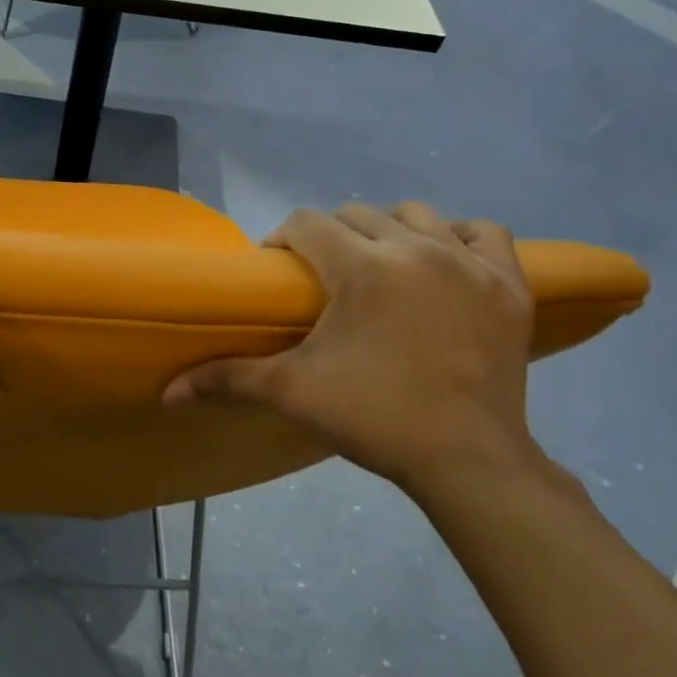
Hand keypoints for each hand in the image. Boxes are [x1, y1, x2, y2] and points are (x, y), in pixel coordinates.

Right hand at [165, 202, 542, 498]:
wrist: (469, 461)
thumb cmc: (375, 419)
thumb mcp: (294, 394)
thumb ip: (228, 379)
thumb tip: (167, 392)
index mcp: (363, 268)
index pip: (307, 223)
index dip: (283, 240)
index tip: (279, 270)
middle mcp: (417, 249)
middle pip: (357, 214)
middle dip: (331, 236)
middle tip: (324, 278)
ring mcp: (470, 263)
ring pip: (418, 215)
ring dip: (389, 231)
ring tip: (380, 267)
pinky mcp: (510, 285)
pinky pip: (485, 234)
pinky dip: (461, 238)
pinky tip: (445, 262)